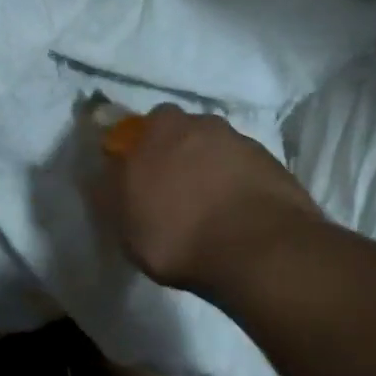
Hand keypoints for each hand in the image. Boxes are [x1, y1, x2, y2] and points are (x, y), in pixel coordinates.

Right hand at [96, 105, 321, 292]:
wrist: (259, 252)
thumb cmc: (176, 233)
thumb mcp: (121, 220)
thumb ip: (107, 189)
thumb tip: (100, 171)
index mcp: (159, 128)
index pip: (137, 127)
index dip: (135, 150)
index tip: (134, 176)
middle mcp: (202, 124)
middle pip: (181, 133)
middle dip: (174, 154)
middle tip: (170, 191)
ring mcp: (243, 143)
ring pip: (215, 150)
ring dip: (208, 170)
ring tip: (206, 209)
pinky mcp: (275, 167)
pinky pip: (244, 171)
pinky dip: (236, 187)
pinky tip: (233, 217)